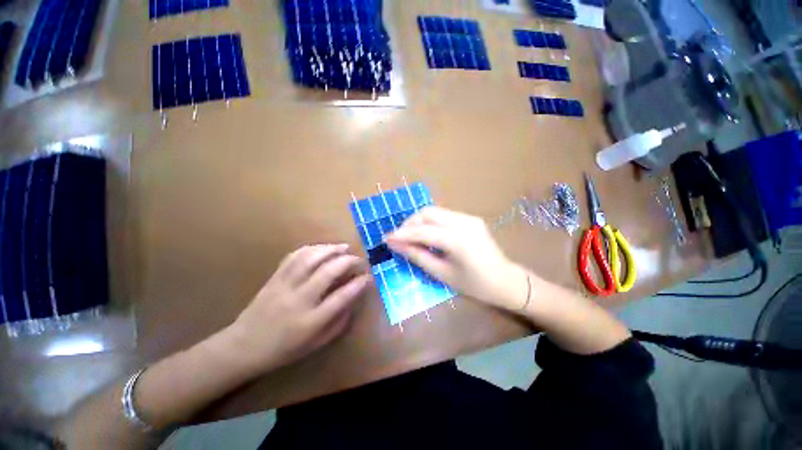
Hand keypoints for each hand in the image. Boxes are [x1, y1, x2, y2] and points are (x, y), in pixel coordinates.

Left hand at [227, 244, 369, 372]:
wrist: (242, 346)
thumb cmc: (283, 350)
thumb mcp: (316, 344)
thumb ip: (339, 322)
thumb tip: (354, 299)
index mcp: (311, 321)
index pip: (342, 297)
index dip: (359, 284)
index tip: (368, 277)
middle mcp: (299, 300)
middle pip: (328, 271)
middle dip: (349, 261)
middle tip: (359, 260)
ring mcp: (285, 286)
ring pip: (311, 259)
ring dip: (331, 249)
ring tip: (344, 247)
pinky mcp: (275, 277)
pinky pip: (295, 256)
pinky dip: (312, 248)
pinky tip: (322, 248)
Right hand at [386, 207, 528, 311]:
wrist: (506, 281)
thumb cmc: (475, 285)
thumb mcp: (442, 274)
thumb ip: (417, 256)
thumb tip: (395, 245)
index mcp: (458, 239)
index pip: (422, 231)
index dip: (402, 234)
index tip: (386, 238)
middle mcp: (463, 222)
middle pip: (427, 212)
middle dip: (409, 223)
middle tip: (399, 238)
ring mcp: (469, 217)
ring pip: (435, 211)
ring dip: (419, 221)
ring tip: (411, 237)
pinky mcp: (471, 218)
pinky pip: (444, 215)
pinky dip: (430, 222)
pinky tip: (427, 235)